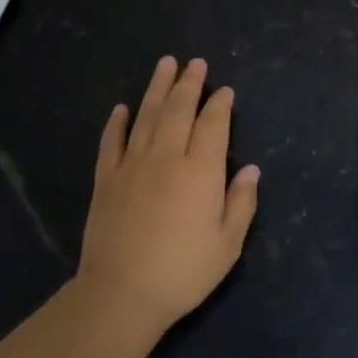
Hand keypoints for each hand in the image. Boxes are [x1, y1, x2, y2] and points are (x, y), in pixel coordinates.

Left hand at [76, 57, 259, 333]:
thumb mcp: (227, 244)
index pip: (213, 125)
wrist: (121, 293)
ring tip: (165, 64)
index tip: (224, 90)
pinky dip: (117, 123)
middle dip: (189, 84)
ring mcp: (133, 165)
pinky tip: (121, 109)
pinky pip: (111, 142)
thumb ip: (241, 203)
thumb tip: (251, 169)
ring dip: (157, 88)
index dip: (220, 105)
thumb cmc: (183, 272)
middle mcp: (167, 157)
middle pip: (179, 110)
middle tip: (195, 63)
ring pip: (147, 116)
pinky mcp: (106, 179)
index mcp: (201, 171)